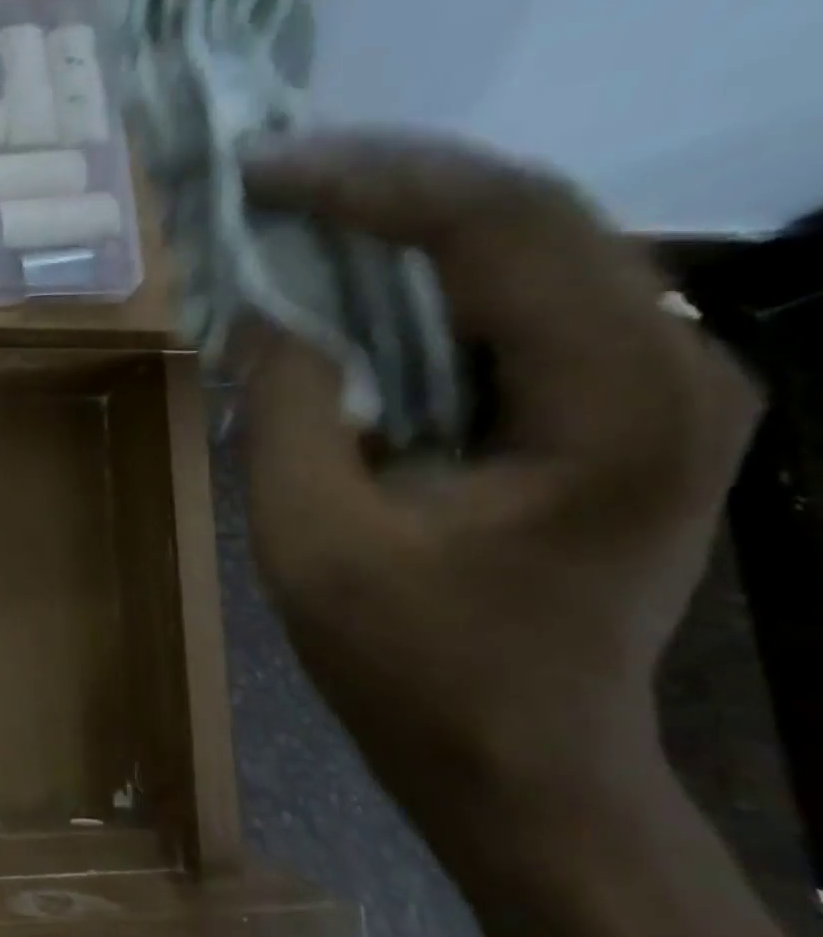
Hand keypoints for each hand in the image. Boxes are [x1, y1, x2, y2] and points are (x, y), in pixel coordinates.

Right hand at [237, 132, 760, 843]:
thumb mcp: (316, 544)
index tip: (263, 169)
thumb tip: (266, 315)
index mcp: (618, 399)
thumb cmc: (416, 671)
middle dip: (385, 186)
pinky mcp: (611, 413)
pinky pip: (511, 312)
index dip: (369, 181)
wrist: (520, 768)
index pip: (499, 223)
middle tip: (272, 176)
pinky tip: (354, 287)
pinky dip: (422, 286)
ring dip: (404, 227)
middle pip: (526, 216)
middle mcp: (673, 365)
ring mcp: (654, 387)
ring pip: (523, 254)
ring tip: (300, 214)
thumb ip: (287, 412)